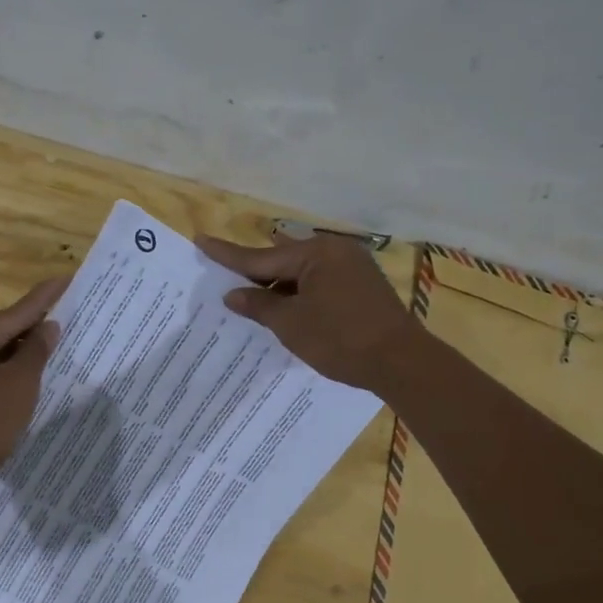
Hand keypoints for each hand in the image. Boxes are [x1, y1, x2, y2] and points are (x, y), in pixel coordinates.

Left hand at [0, 275, 68, 491]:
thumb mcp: (19, 386)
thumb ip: (36, 351)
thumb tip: (49, 326)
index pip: (14, 313)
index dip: (44, 298)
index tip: (66, 279)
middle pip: (1, 328)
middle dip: (33, 324)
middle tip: (68, 313)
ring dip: (20, 347)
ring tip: (54, 340)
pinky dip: (5, 365)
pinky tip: (27, 368)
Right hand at [195, 231, 420, 392]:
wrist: (401, 362)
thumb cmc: (340, 340)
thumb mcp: (291, 324)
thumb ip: (259, 305)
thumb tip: (232, 294)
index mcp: (315, 254)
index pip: (261, 256)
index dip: (228, 254)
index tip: (201, 240)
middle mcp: (335, 252)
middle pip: (282, 259)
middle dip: (255, 270)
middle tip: (225, 272)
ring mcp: (352, 267)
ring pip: (302, 272)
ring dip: (278, 284)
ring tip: (251, 293)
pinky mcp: (361, 286)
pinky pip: (318, 281)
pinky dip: (299, 292)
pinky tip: (285, 305)